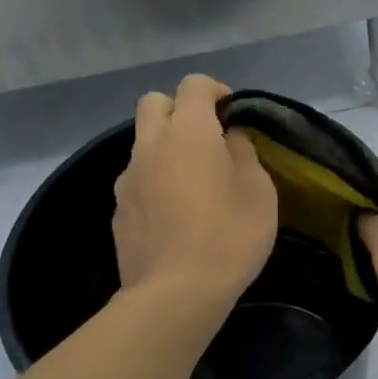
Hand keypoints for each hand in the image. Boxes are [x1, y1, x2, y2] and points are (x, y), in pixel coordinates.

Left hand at [113, 74, 278, 307]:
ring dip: (164, 148)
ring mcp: (128, 178)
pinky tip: (172, 215)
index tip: (232, 113)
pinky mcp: (118, 210)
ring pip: (142, 143)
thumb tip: (229, 138)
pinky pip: (136, 180)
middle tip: (206, 139)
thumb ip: (244, 153)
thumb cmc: (228, 237)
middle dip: (179, 110)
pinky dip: (153, 183)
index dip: (216, 91)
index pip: (194, 84)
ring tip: (190, 182)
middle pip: (154, 103)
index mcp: (188, 132)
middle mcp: (150, 145)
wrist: (175, 294)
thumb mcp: (259, 192)